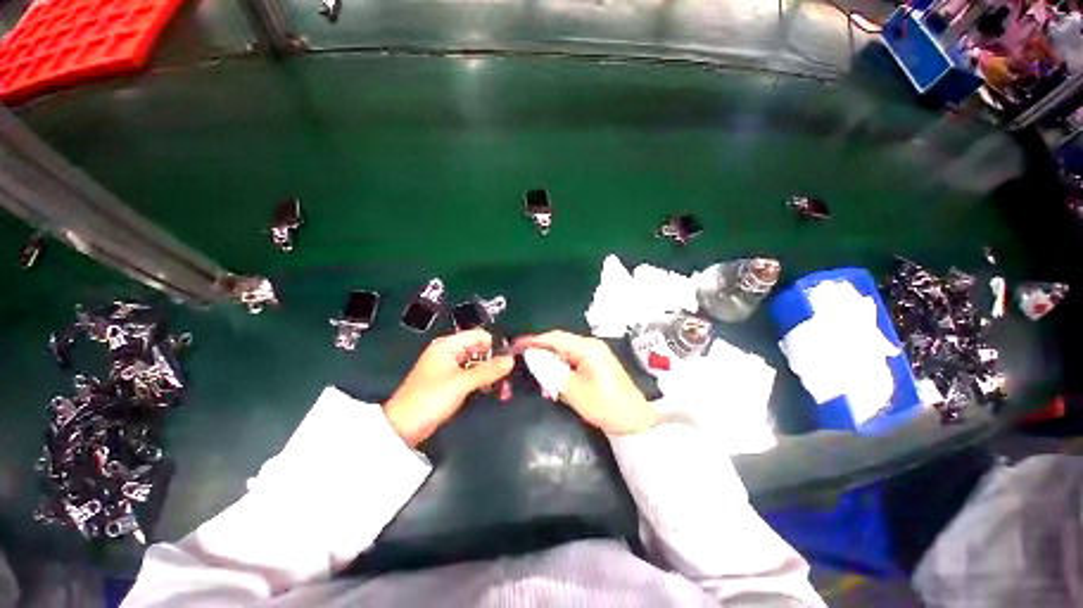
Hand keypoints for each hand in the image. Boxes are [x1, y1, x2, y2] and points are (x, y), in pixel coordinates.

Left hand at [384, 329, 512, 445]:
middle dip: (495, 364)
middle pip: (481, 350)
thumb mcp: (462, 382)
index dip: (495, 346)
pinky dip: (483, 383)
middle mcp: (450, 353)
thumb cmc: (429, 399)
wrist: (403, 428)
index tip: (507, 361)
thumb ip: (488, 370)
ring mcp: (450, 368)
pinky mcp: (450, 382)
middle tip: (507, 380)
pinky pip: (472, 376)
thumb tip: (510, 360)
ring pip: (479, 365)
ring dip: (491, 376)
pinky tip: (492, 393)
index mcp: (448, 345)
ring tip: (503, 391)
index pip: (480, 335)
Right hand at [515, 331, 655, 433]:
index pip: (554, 338)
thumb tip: (532, 356)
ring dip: (550, 359)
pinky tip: (553, 376)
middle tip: (522, 358)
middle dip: (540, 349)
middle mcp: (591, 344)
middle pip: (559, 341)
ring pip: (565, 350)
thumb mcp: (573, 390)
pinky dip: (560, 365)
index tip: (516, 344)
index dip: (533, 340)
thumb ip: (550, 370)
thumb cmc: (604, 405)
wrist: (633, 420)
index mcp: (587, 347)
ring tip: (536, 369)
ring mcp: (595, 352)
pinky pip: (572, 358)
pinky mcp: (596, 361)